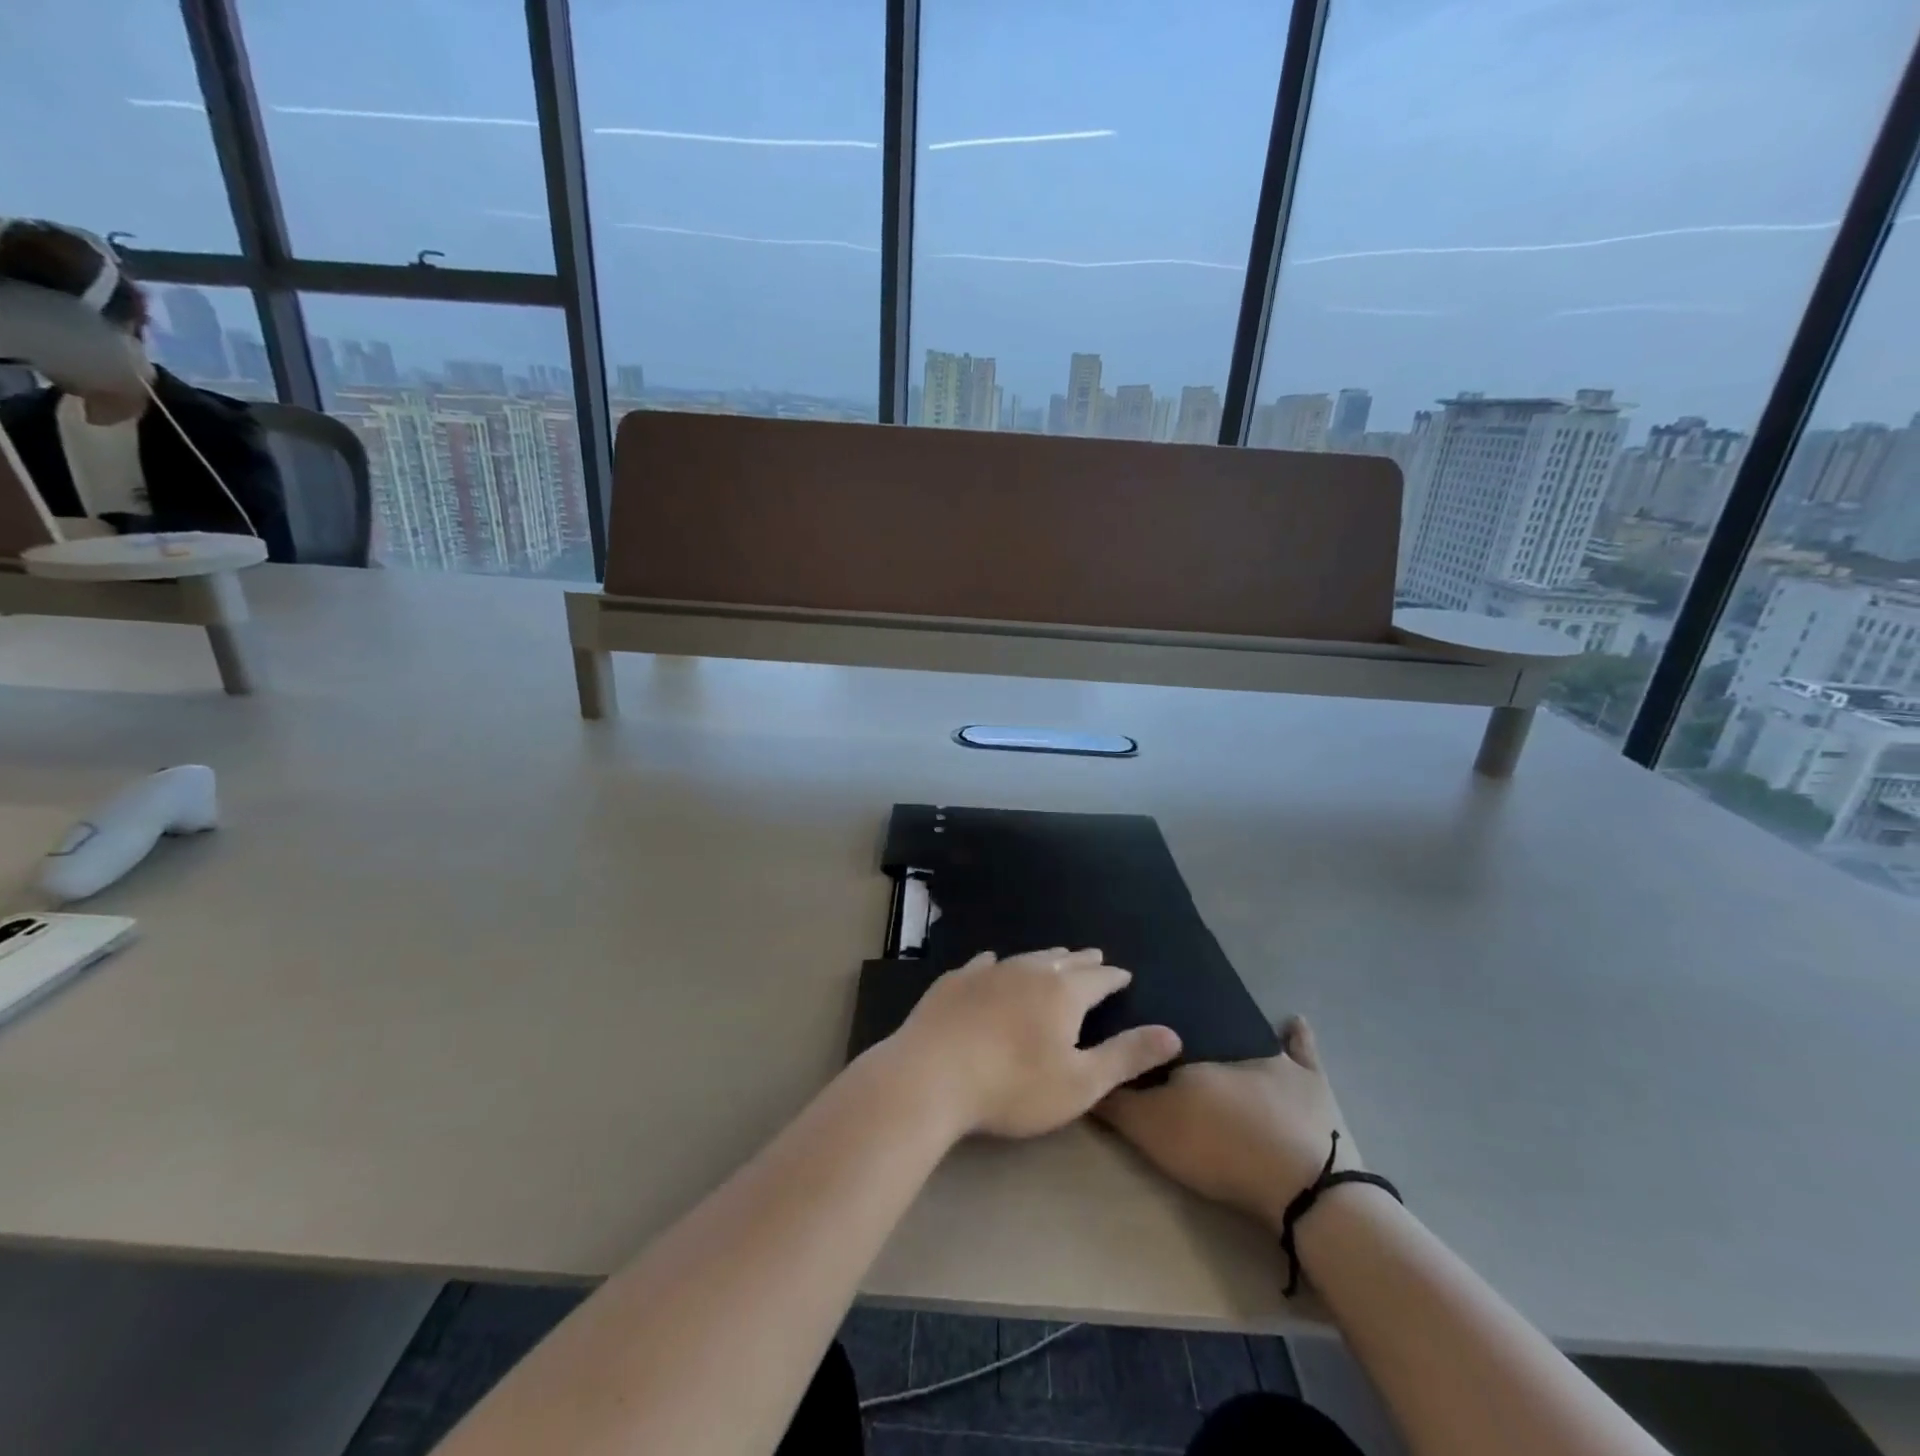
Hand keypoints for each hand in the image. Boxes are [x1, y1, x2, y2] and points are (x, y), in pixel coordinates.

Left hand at [887, 948, 1181, 1139]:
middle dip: (1082, 961)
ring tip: (1056, 956)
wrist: (931, 1075)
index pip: (1097, 979)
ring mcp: (987, 972)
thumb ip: (1126, 1056)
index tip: (1124, 974)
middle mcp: (1027, 971)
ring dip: (1045, 957)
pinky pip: (984, 963)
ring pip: (1025, 957)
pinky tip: (992, 961)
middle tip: (1095, 957)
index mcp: (1062, 993)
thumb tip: (1173, 1034)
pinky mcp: (955, 981)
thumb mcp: (1080, 1083)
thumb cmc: (1013, 1086)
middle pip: (1063, 961)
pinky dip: (998, 963)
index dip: (1113, 978)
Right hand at [1098, 1017, 1358, 1231]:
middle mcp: (1228, 1045)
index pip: (1158, 1039)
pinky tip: (1293, 1020)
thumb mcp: (1153, 1130)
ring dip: (1231, 1026)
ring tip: (1216, 1018)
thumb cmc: (1220, 1148)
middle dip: (1186, 1032)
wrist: (1301, 1185)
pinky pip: (1302, 1049)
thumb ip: (1116, 1103)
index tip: (1131, 1036)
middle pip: (1201, 1034)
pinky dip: (1296, 1034)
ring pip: (1246, 1034)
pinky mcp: (1313, 1084)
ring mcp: (1276, 1061)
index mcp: (1192, 1054)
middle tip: (1171, 1034)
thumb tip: (1083, 1069)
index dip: (1143, 1039)